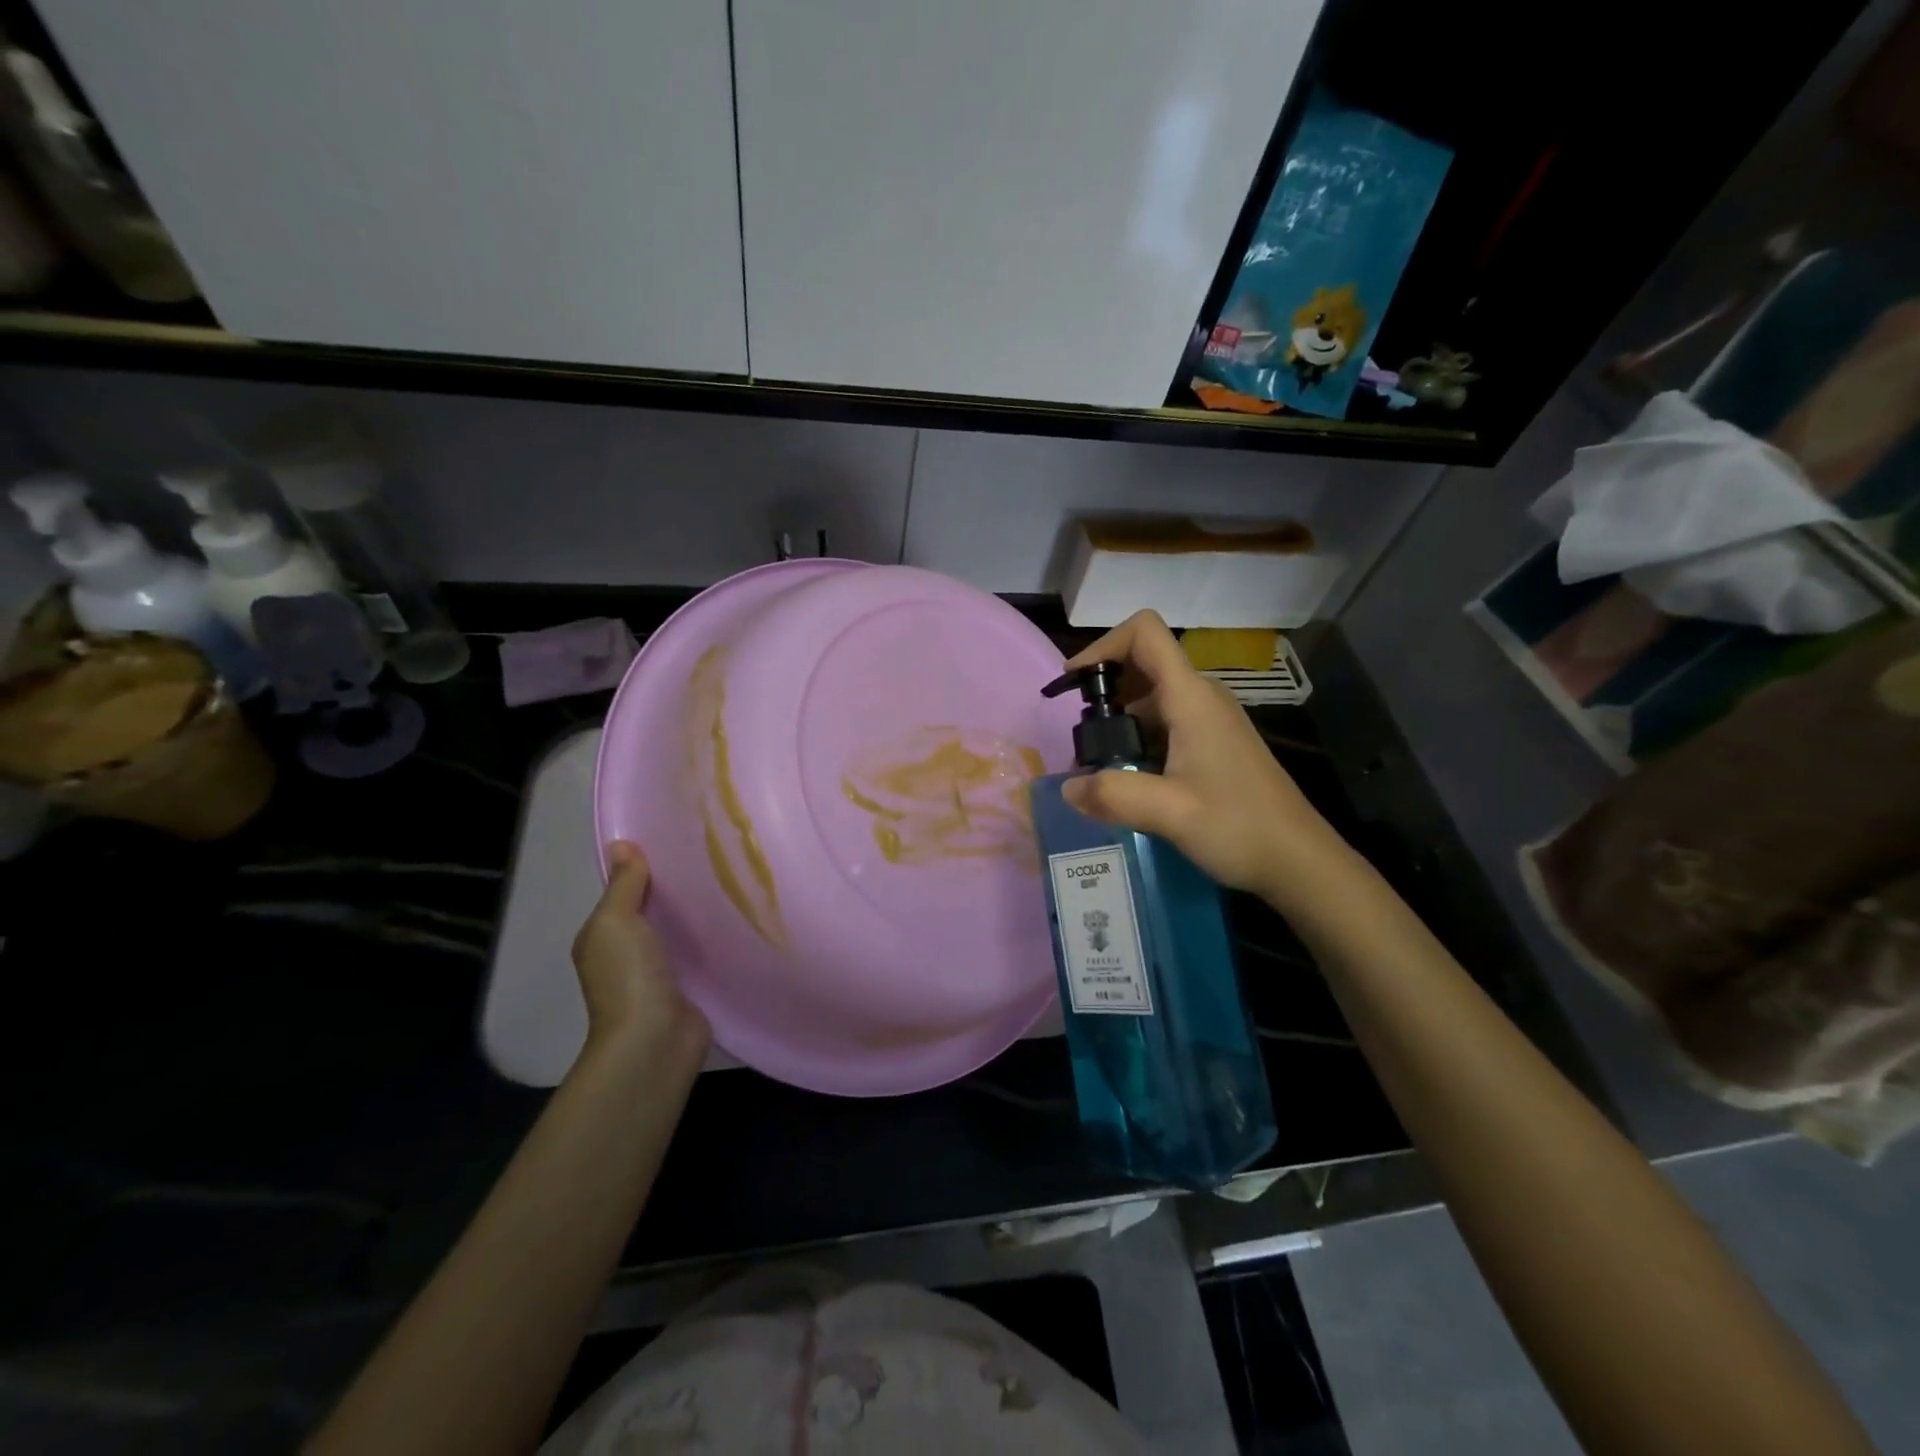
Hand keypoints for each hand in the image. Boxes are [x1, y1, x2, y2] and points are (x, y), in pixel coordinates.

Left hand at [572, 841, 709, 1061]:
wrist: (655, 1040)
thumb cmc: (629, 976)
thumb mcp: (616, 921)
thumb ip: (624, 884)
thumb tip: (622, 844)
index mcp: (603, 937)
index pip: (624, 894)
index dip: (644, 870)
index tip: (678, 841)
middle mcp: (627, 954)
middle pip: (652, 912)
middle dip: (675, 890)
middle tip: (714, 856)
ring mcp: (659, 974)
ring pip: (678, 933)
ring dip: (696, 915)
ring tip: (731, 880)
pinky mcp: (689, 988)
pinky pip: (700, 954)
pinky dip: (712, 939)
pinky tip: (736, 920)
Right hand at [1060, 612, 1351, 903]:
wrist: (1299, 861)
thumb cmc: (1239, 826)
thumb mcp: (1170, 812)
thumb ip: (1113, 795)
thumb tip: (1067, 788)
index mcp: (1191, 697)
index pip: (1145, 633)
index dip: (1103, 645)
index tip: (1074, 683)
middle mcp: (1201, 698)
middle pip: (1143, 664)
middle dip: (1104, 692)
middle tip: (1081, 739)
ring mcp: (1210, 721)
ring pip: (1151, 699)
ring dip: (1118, 722)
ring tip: (1097, 766)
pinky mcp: (1214, 744)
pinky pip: (1165, 724)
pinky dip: (1137, 740)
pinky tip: (1128, 779)